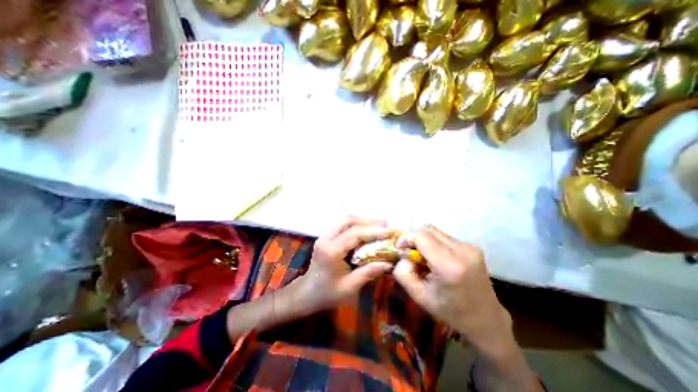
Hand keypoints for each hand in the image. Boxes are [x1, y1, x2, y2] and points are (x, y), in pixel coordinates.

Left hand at [292, 218, 395, 311]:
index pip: (355, 234)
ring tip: (380, 226)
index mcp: (331, 251)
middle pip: (348, 220)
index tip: (391, 231)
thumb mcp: (350, 287)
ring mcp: (325, 235)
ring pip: (345, 220)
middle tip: (386, 226)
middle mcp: (326, 238)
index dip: (374, 231)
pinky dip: (357, 224)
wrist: (306, 292)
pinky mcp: (327, 236)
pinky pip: (343, 224)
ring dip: (363, 220)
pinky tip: (367, 230)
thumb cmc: (327, 293)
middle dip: (369, 221)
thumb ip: (369, 272)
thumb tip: (389, 263)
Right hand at [391, 225, 511, 350]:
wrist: (485, 319)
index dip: (407, 238)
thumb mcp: (418, 296)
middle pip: (428, 229)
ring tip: (423, 257)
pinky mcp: (473, 246)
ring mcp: (470, 247)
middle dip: (414, 238)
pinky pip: (444, 237)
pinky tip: (436, 259)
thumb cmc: (450, 311)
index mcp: (449, 266)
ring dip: (424, 240)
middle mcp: (462, 251)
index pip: (422, 236)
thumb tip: (402, 255)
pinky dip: (434, 243)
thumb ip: (403, 272)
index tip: (400, 249)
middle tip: (409, 253)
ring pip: (436, 231)